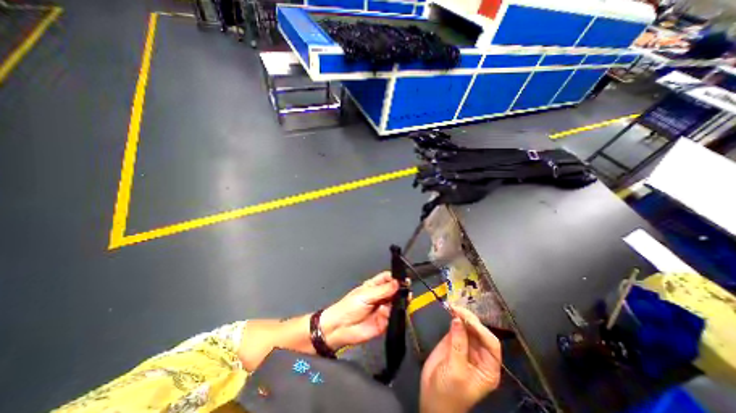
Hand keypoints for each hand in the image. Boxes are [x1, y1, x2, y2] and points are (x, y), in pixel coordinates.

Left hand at [322, 273, 402, 349]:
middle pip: (394, 290)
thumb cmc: (348, 307)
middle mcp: (380, 296)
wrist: (340, 329)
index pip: (388, 278)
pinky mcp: (384, 321)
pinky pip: (393, 316)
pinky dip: (394, 313)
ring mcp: (383, 309)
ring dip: (399, 301)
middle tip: (406, 289)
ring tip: (400, 299)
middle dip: (400, 290)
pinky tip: (391, 311)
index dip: (395, 278)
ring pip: (396, 303)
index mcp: (374, 286)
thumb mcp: (365, 295)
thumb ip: (382, 290)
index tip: (402, 279)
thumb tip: (396, 283)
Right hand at [420, 304, 499, 410]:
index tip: (467, 319)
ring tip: (453, 307)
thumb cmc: (449, 392)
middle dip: (470, 319)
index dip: (481, 330)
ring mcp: (466, 346)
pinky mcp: (453, 341)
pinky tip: (451, 311)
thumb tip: (458, 320)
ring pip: (468, 326)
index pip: (491, 344)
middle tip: (457, 309)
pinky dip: (454, 318)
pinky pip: (456, 326)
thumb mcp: (456, 371)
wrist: (431, 398)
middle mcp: (480, 354)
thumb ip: (458, 345)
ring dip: (461, 315)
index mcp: (488, 367)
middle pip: (479, 332)